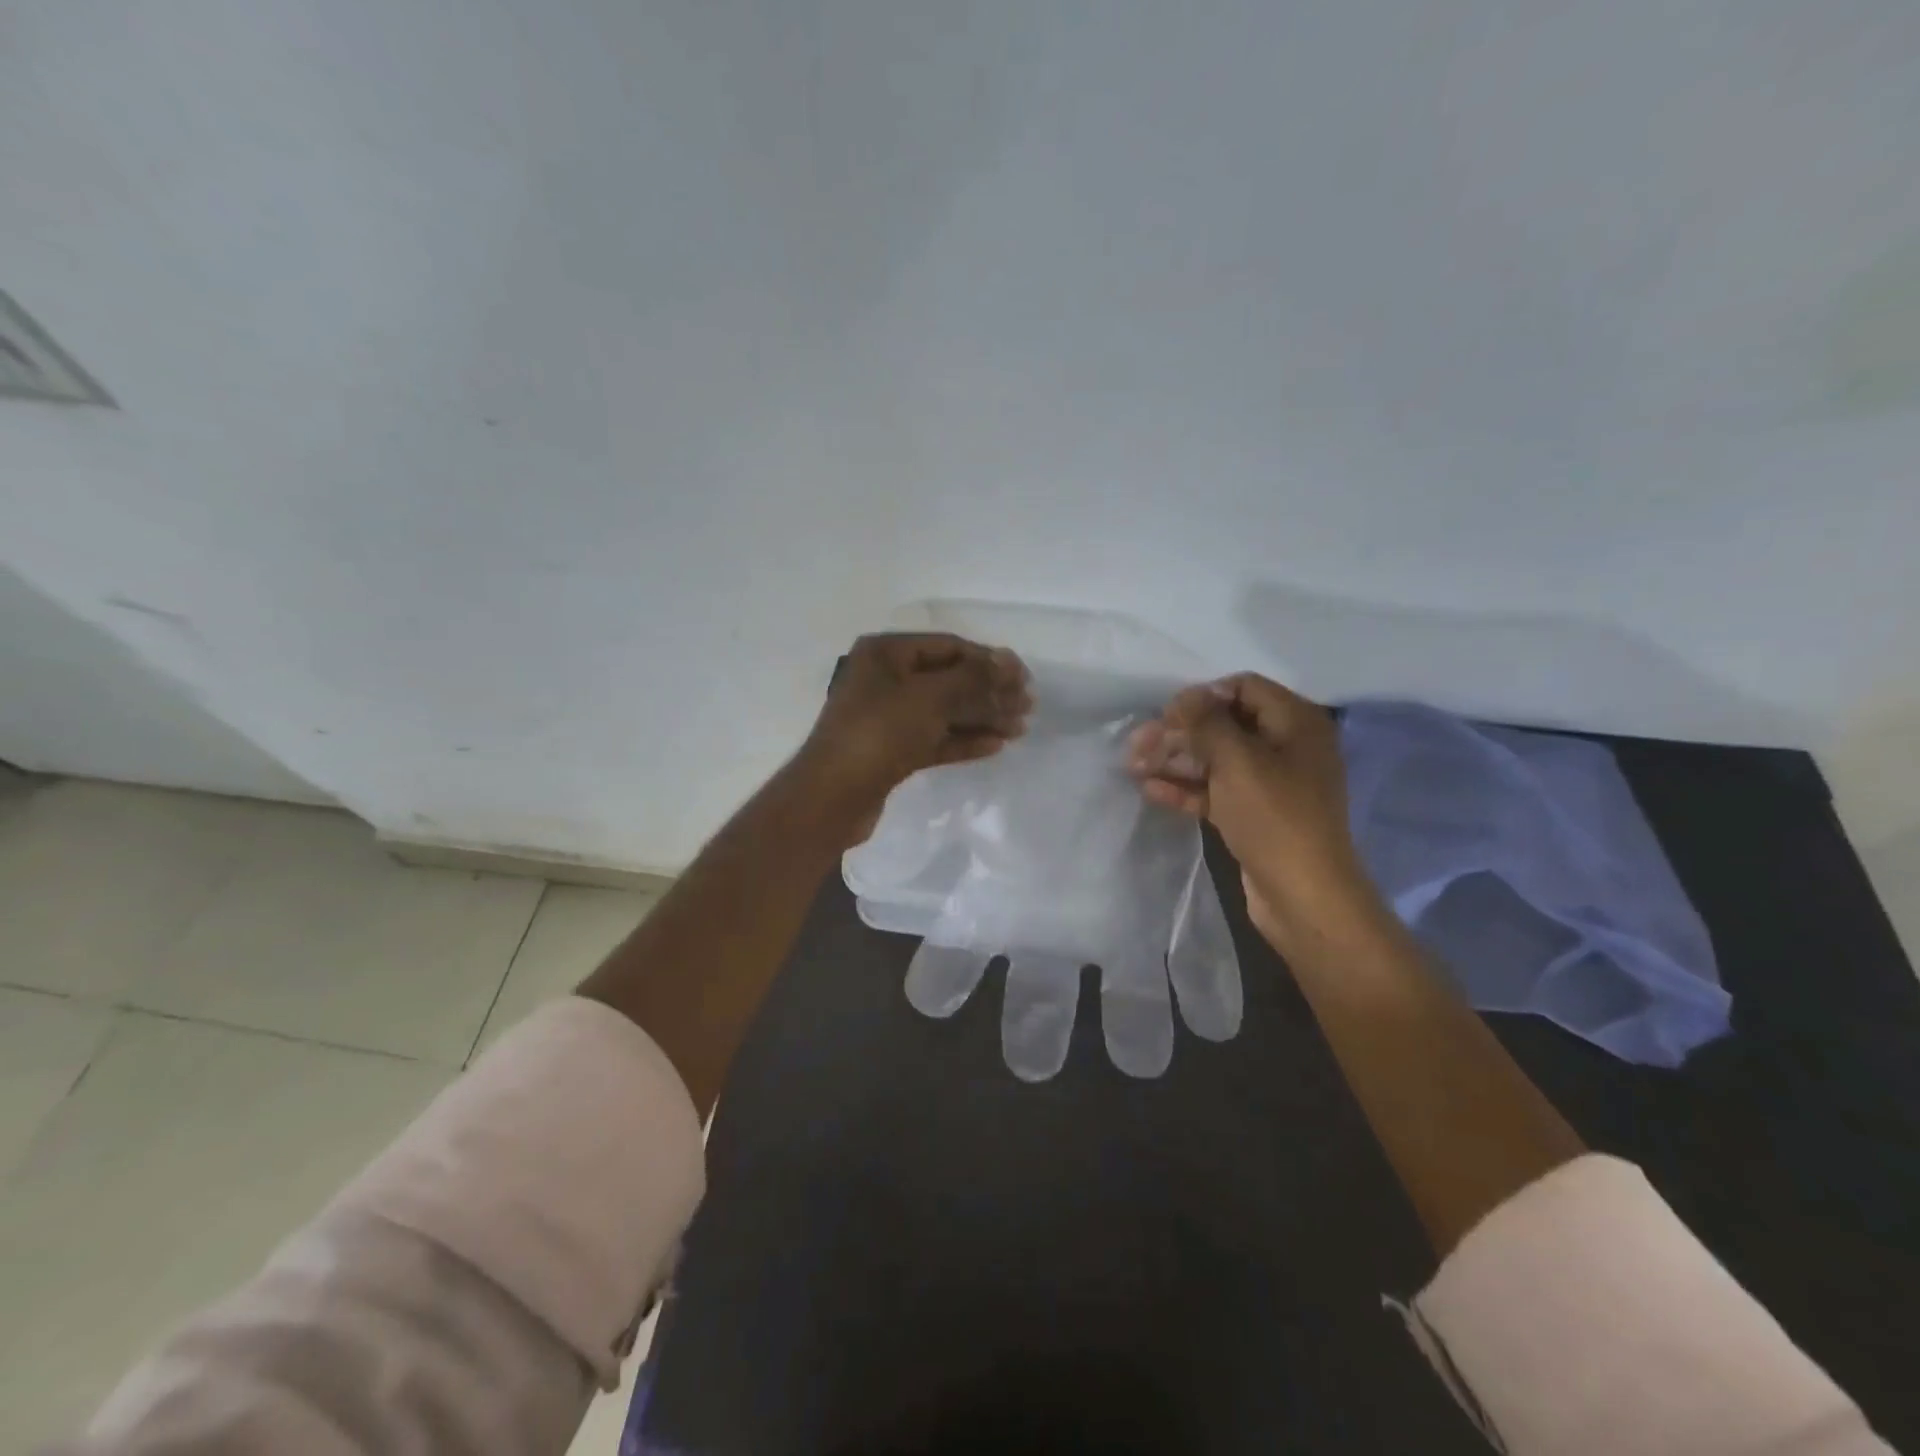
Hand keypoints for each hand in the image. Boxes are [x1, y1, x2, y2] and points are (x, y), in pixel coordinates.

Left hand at [796, 633, 1030, 827]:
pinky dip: (964, 740)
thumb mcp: (930, 698)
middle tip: (1027, 706)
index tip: (1023, 678)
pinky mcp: (892, 751)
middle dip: (989, 692)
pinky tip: (995, 746)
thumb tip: (1010, 661)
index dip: (988, 660)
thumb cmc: (880, 733)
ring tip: (1019, 728)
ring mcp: (887, 717)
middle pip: (949, 680)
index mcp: (886, 653)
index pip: (949, 647)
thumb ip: (974, 678)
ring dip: (982, 717)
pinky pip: (934, 738)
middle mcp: (885, 679)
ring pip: (944, 712)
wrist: (834, 797)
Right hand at [1126, 674, 1386, 953]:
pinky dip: (1186, 788)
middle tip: (1138, 742)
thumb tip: (1186, 696)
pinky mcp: (1254, 814)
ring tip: (1133, 765)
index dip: (1204, 696)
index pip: (1244, 688)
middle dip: (1180, 732)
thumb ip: (1207, 722)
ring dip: (1175, 760)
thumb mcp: (1238, 761)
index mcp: (1296, 723)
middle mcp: (1287, 747)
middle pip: (1225, 725)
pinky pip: (1216, 791)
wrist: (1304, 896)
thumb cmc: (1274, 817)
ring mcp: (1270, 784)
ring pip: (1216, 760)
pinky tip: (1150, 789)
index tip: (1168, 714)